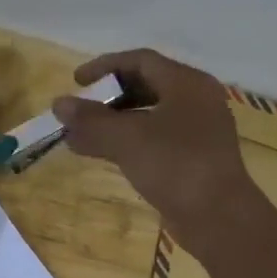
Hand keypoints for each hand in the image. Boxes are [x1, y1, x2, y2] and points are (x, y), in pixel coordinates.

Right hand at [52, 49, 264, 251]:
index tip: (76, 81)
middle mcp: (195, 100)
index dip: (105, 66)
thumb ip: (91, 120)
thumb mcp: (127, 139)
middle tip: (79, 110)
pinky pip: (153, 139)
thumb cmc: (175, 165)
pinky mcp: (192, 158)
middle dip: (107, 98)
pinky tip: (101, 154)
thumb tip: (58, 104)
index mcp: (187, 83)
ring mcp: (196, 131)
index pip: (141, 60)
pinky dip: (126, 142)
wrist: (218, 217)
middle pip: (145, 86)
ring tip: (79, 136)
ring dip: (112, 123)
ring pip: (147, 116)